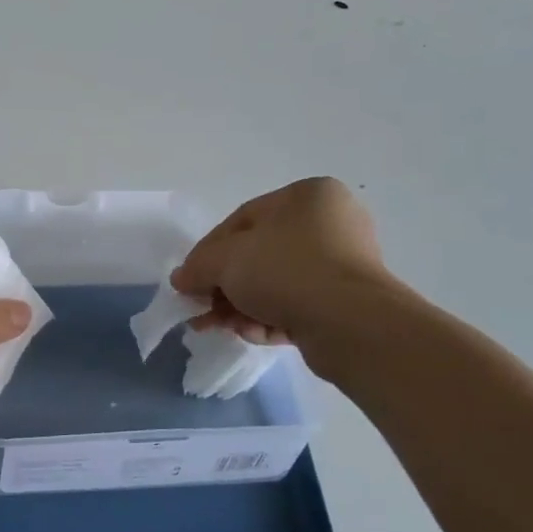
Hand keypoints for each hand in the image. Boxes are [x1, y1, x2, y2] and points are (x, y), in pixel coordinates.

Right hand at [172, 178, 396, 358]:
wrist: (351, 324)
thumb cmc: (286, 271)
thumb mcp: (225, 260)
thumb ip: (197, 266)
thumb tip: (181, 279)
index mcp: (308, 196)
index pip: (243, 220)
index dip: (208, 251)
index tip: (188, 279)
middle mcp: (331, 224)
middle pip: (258, 255)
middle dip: (224, 286)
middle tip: (200, 308)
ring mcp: (344, 265)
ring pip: (275, 284)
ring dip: (241, 306)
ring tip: (218, 328)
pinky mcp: (348, 303)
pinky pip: (298, 305)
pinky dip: (270, 319)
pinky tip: (252, 335)